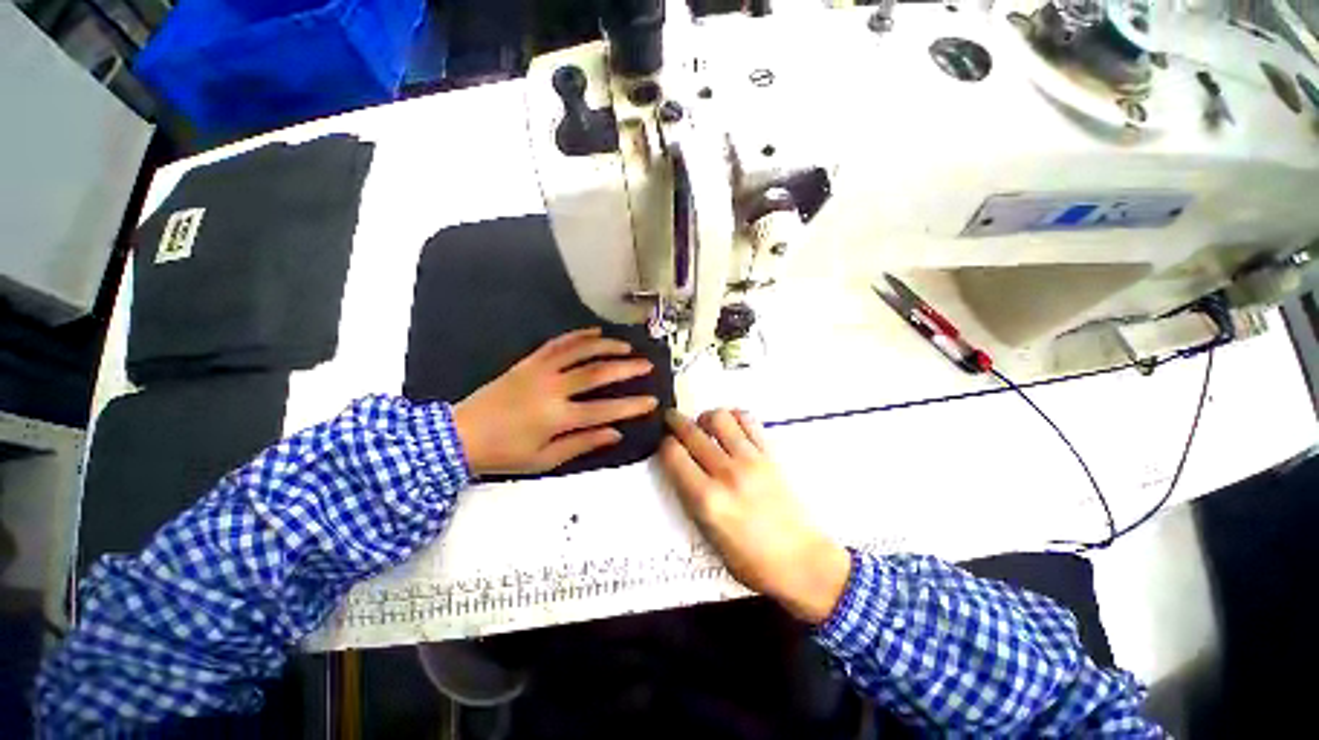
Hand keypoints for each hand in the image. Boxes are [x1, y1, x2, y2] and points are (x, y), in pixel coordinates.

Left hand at [453, 328, 657, 475]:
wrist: (459, 435)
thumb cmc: (505, 454)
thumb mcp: (545, 459)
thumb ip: (582, 443)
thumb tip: (615, 433)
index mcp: (557, 417)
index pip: (605, 410)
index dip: (632, 406)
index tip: (653, 401)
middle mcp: (552, 389)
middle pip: (597, 373)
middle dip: (626, 369)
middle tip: (647, 365)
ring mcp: (539, 371)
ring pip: (579, 352)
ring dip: (606, 346)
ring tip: (627, 346)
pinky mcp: (528, 362)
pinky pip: (557, 343)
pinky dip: (578, 335)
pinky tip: (595, 332)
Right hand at [660, 409, 850, 624]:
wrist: (803, 561)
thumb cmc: (752, 561)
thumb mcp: (709, 538)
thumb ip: (692, 499)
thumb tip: (681, 468)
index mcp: (707, 500)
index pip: (673, 455)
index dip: (664, 445)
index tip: (664, 444)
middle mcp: (726, 473)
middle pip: (691, 432)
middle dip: (675, 422)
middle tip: (671, 419)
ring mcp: (751, 460)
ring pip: (719, 417)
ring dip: (705, 417)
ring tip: (704, 425)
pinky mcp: (771, 454)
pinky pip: (748, 420)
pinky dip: (734, 416)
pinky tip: (730, 426)